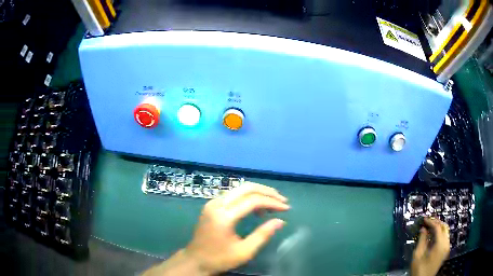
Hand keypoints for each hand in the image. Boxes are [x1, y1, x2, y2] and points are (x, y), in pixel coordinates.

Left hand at [184, 182, 288, 274]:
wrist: (195, 260)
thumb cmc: (220, 259)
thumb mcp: (244, 251)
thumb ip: (263, 235)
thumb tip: (280, 221)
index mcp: (224, 216)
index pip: (253, 201)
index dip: (272, 202)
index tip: (286, 208)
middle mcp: (217, 204)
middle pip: (246, 188)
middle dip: (267, 192)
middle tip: (282, 200)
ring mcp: (212, 203)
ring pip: (239, 189)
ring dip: (258, 193)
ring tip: (273, 204)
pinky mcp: (211, 205)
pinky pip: (233, 195)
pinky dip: (247, 197)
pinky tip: (256, 207)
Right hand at [411, 217, 449, 275]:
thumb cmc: (419, 269)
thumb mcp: (417, 256)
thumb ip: (422, 241)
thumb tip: (423, 229)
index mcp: (440, 245)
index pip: (438, 228)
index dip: (431, 222)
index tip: (424, 219)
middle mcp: (446, 244)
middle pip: (444, 227)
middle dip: (436, 222)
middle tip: (428, 220)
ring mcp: (447, 247)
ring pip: (446, 231)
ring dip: (439, 226)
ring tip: (431, 226)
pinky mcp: (445, 250)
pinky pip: (445, 237)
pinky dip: (440, 232)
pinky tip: (434, 235)